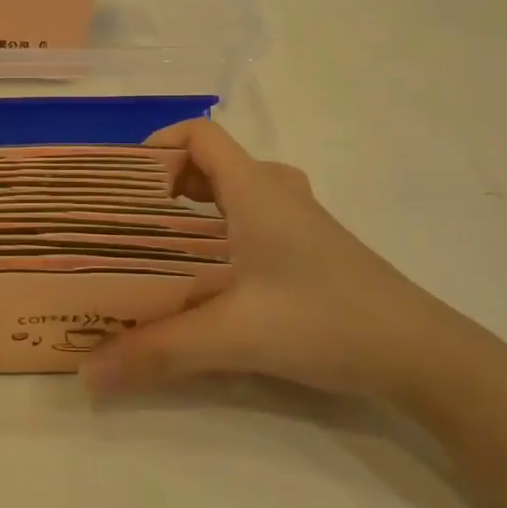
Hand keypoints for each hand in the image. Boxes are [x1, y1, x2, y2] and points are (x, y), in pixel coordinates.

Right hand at [79, 121, 476, 401]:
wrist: (419, 352)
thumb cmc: (324, 320)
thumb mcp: (233, 336)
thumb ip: (158, 353)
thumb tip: (87, 373)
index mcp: (255, 189)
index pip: (200, 134)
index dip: (157, 145)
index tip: (123, 183)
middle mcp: (277, 191)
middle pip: (211, 163)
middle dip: (165, 184)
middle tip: (128, 222)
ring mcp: (299, 218)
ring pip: (233, 192)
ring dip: (194, 209)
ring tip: (158, 248)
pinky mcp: (311, 246)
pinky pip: (252, 217)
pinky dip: (220, 230)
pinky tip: (209, 277)